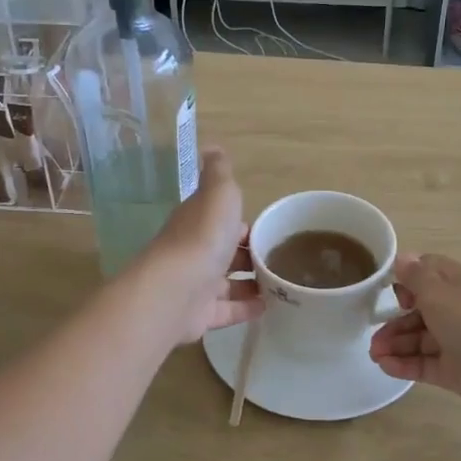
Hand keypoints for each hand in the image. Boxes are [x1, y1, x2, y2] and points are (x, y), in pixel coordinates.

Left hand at [138, 146, 262, 345]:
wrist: (178, 289)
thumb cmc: (203, 236)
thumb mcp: (218, 193)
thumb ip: (218, 172)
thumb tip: (212, 146)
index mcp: (197, 221)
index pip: (222, 219)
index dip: (243, 222)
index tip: (270, 228)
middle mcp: (194, 252)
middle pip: (225, 252)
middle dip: (249, 254)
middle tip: (281, 260)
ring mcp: (196, 286)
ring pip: (227, 283)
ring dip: (251, 283)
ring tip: (282, 286)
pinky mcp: (200, 315)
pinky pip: (227, 310)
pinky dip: (246, 308)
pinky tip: (269, 308)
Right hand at [369, 253, 460, 416]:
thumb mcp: (441, 293)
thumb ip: (417, 277)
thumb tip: (402, 257)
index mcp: (459, 284)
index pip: (428, 273)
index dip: (406, 280)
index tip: (388, 292)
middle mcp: (458, 310)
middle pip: (419, 310)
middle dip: (394, 320)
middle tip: (373, 334)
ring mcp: (458, 342)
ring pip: (419, 339)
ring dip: (395, 344)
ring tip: (375, 354)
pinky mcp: (456, 371)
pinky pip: (425, 364)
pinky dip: (404, 364)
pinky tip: (385, 366)